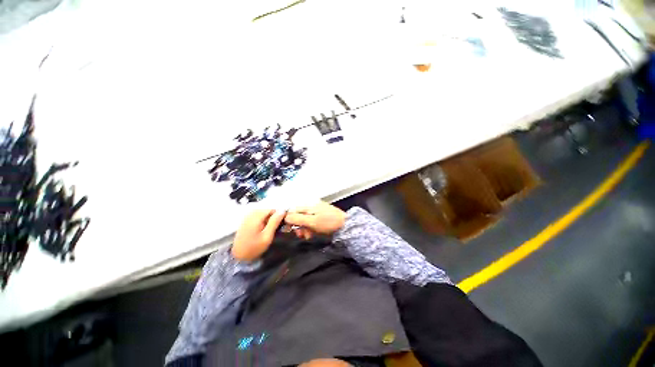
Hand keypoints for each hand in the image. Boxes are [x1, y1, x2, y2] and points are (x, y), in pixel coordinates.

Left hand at [232, 209, 285, 260]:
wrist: (238, 256)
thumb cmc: (254, 248)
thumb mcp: (267, 236)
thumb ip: (275, 222)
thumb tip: (283, 210)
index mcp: (256, 216)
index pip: (272, 209)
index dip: (279, 215)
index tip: (282, 224)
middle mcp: (251, 213)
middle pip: (268, 210)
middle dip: (273, 218)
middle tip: (276, 229)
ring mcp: (247, 216)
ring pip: (264, 213)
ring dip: (268, 220)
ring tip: (270, 230)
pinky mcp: (246, 220)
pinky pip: (258, 216)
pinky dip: (263, 221)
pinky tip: (263, 229)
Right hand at [284, 202, 345, 239]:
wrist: (344, 224)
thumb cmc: (328, 222)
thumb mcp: (312, 221)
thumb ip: (298, 218)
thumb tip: (285, 217)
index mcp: (308, 205)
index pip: (292, 211)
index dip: (289, 221)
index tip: (290, 230)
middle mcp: (310, 206)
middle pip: (298, 216)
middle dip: (298, 226)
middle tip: (302, 235)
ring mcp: (315, 211)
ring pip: (304, 220)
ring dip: (304, 229)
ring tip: (308, 235)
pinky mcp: (319, 216)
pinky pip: (310, 222)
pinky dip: (310, 228)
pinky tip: (312, 233)